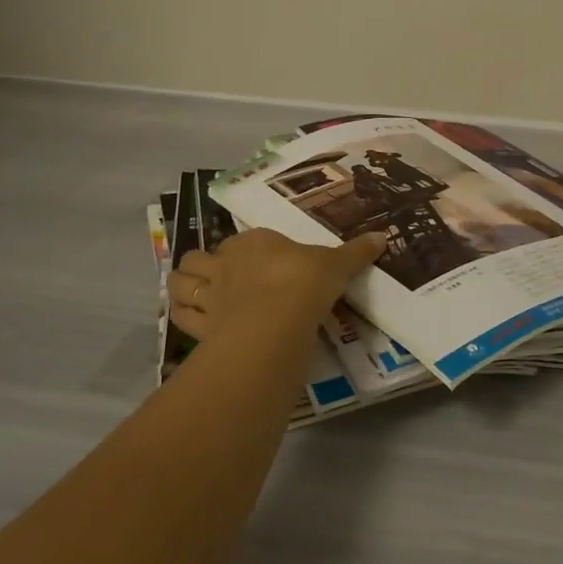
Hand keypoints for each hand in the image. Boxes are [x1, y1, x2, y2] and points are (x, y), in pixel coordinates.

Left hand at [168, 229, 385, 341]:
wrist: (276, 320)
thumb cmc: (305, 282)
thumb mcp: (337, 265)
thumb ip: (356, 253)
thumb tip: (383, 237)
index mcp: (255, 242)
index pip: (242, 239)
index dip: (246, 249)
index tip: (258, 260)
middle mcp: (225, 263)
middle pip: (199, 257)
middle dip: (203, 264)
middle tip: (218, 277)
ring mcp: (209, 295)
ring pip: (180, 283)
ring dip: (183, 286)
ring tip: (194, 294)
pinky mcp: (201, 326)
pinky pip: (181, 318)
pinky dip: (182, 318)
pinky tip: (191, 323)